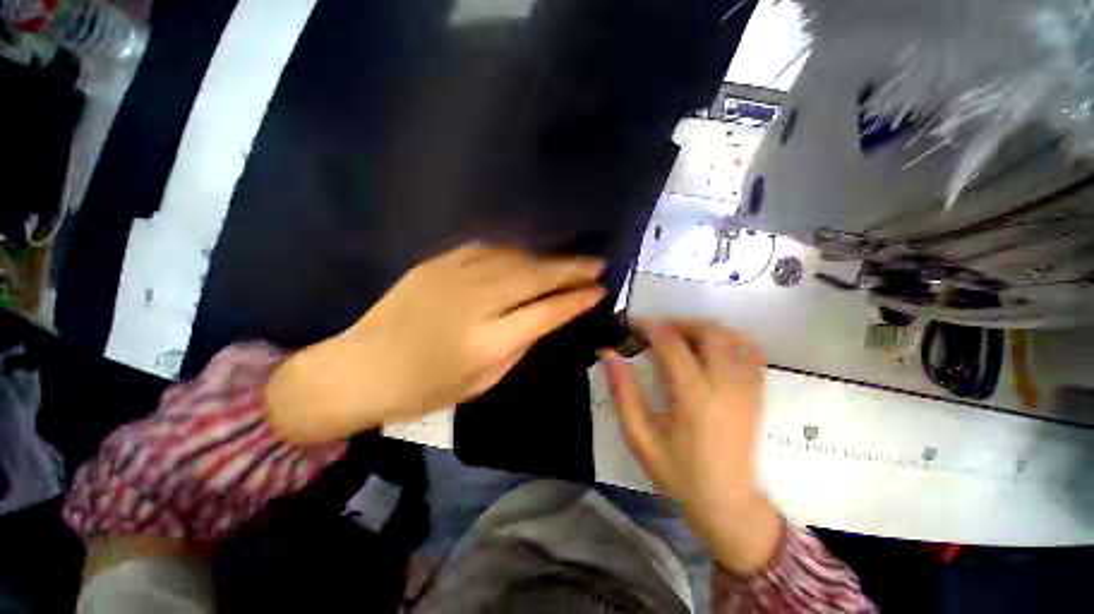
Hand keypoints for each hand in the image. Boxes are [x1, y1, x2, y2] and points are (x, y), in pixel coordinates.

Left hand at [266, 243, 604, 443]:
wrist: (363, 368)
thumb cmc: (427, 388)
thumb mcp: (483, 381)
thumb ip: (519, 345)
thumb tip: (546, 317)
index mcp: (487, 342)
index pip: (545, 313)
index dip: (575, 301)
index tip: (599, 291)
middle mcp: (474, 302)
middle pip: (534, 278)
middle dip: (571, 270)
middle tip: (596, 264)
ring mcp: (453, 277)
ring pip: (515, 258)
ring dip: (547, 259)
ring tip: (569, 261)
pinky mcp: (437, 263)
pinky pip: (487, 249)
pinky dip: (514, 252)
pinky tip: (528, 256)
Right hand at [604, 320, 780, 572]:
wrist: (727, 502)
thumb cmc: (677, 471)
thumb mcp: (638, 435)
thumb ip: (622, 391)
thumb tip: (607, 354)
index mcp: (693, 395)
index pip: (671, 343)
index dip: (649, 327)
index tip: (633, 326)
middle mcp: (725, 384)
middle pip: (708, 330)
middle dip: (677, 322)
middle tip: (656, 332)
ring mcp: (747, 387)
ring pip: (731, 335)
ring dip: (701, 328)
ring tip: (680, 339)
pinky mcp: (758, 392)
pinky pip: (749, 350)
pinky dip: (728, 339)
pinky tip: (709, 349)